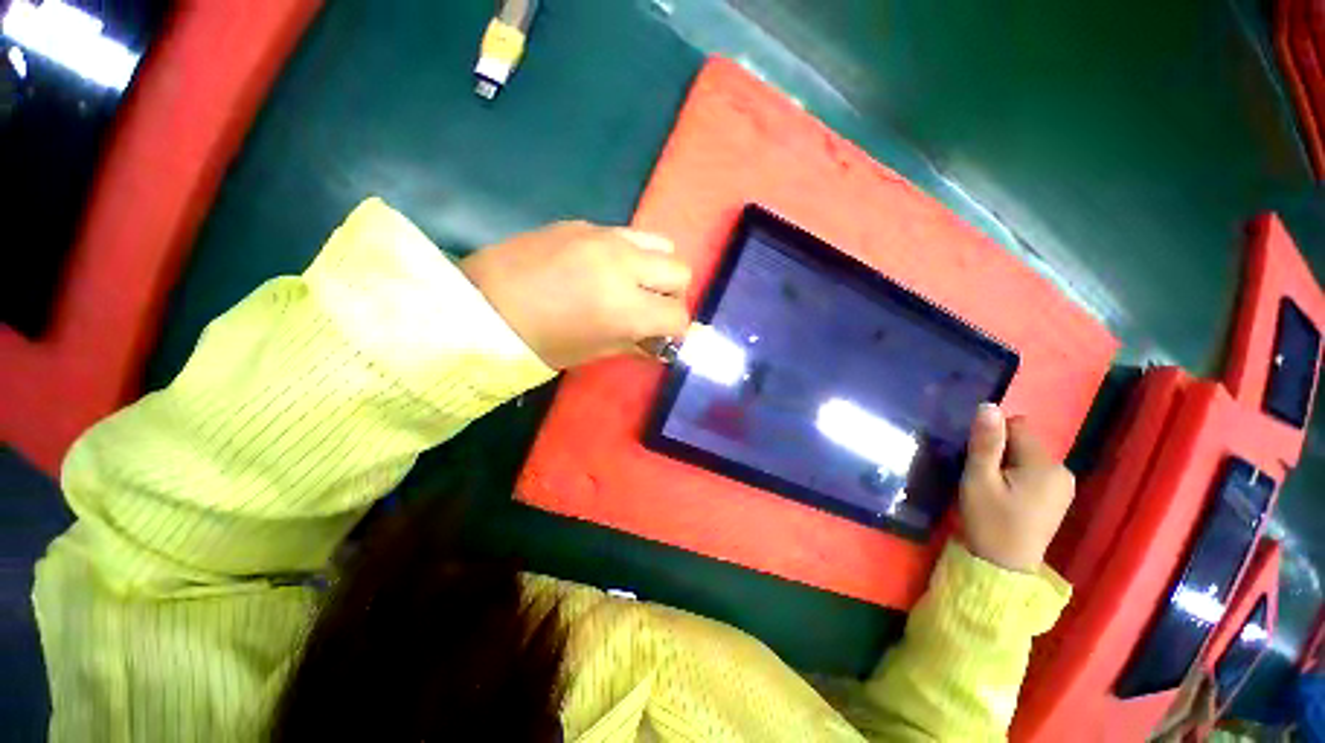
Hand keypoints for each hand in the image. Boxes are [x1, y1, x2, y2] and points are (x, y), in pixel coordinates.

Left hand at [459, 221, 692, 368]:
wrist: (477, 305)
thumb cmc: (535, 342)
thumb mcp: (591, 352)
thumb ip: (634, 344)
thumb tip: (659, 343)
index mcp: (623, 308)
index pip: (677, 315)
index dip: (676, 331)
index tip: (663, 337)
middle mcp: (622, 265)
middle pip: (680, 270)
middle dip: (673, 296)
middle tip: (651, 310)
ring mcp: (602, 237)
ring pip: (661, 244)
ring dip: (657, 269)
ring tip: (633, 285)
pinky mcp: (582, 224)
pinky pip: (626, 235)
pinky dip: (629, 255)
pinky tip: (602, 270)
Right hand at [958, 404, 1075, 572]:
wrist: (1003, 566)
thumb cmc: (988, 521)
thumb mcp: (979, 479)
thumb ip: (986, 442)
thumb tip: (989, 406)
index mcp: (1045, 465)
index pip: (1017, 426)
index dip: (993, 438)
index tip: (981, 461)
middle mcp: (1062, 470)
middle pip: (1025, 440)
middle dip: (1001, 451)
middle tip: (985, 478)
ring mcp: (1064, 485)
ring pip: (1028, 455)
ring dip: (1008, 464)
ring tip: (995, 489)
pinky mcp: (1059, 496)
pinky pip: (1034, 470)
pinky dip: (1017, 476)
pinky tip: (1008, 497)